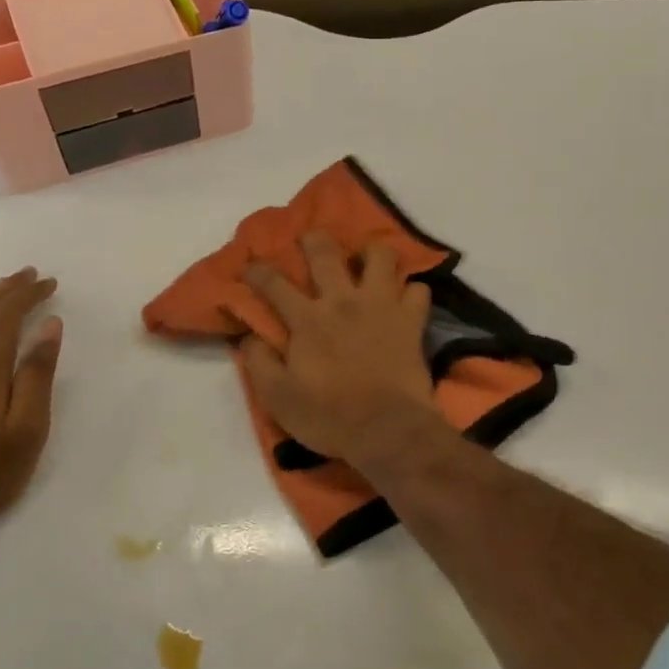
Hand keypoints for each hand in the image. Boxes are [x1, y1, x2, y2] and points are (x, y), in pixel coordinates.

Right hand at [241, 232, 433, 460]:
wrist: (387, 429)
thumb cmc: (328, 416)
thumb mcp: (278, 398)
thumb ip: (259, 362)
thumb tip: (249, 336)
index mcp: (307, 319)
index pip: (274, 284)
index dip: (258, 271)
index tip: (250, 265)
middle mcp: (343, 301)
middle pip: (325, 253)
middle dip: (313, 239)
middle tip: (310, 240)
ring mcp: (381, 306)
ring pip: (380, 256)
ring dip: (371, 253)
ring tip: (366, 261)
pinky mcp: (411, 320)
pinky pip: (419, 290)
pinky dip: (411, 291)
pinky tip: (404, 298)